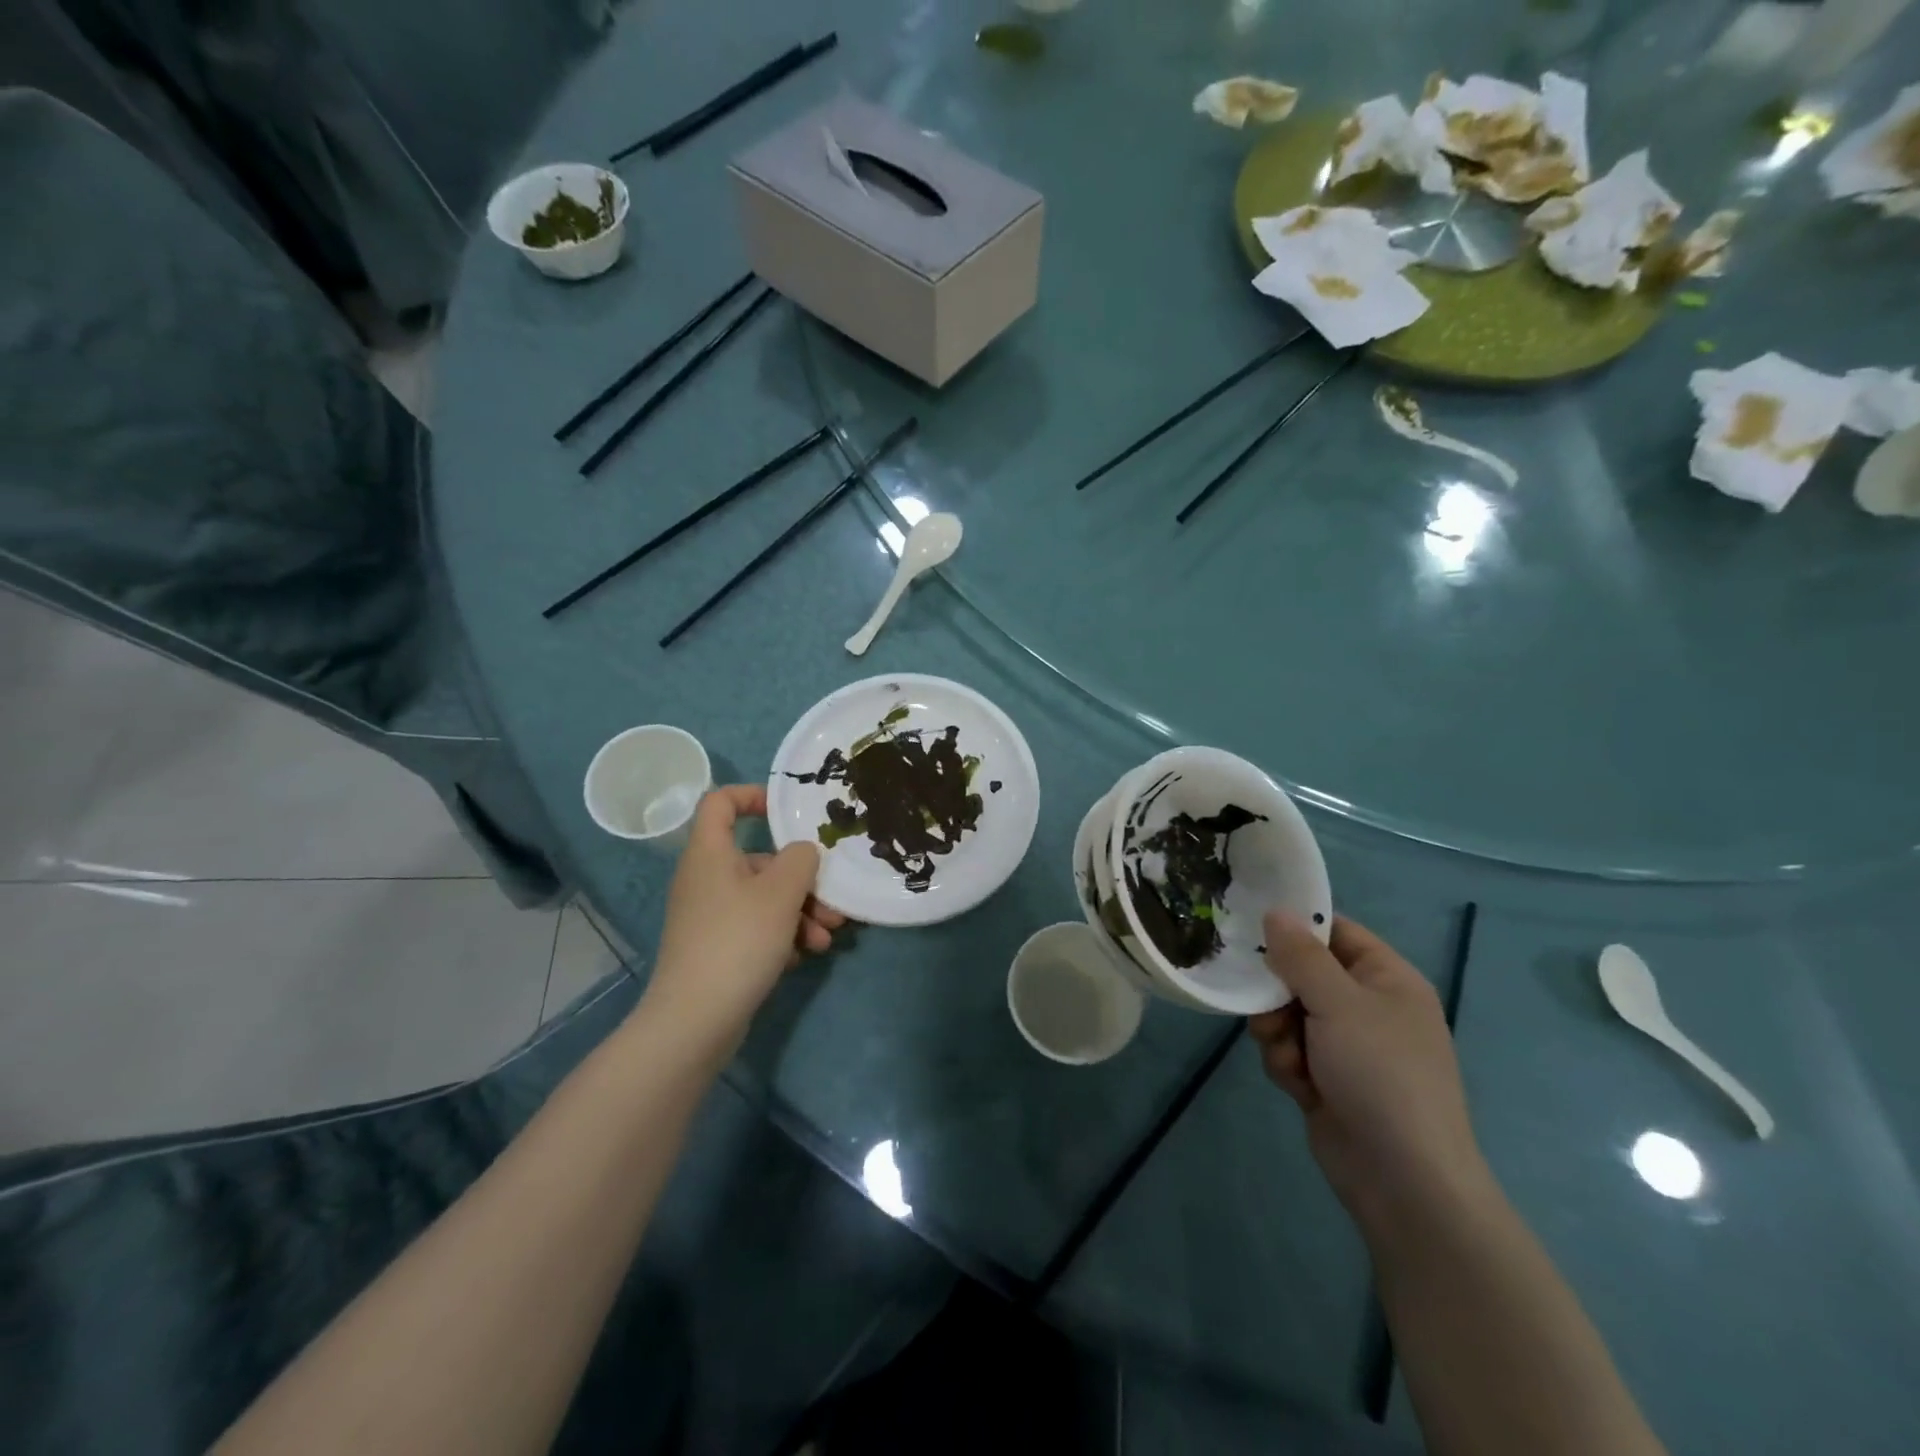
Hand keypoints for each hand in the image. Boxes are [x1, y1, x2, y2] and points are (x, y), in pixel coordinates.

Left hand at [645, 786, 847, 1037]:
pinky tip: (802, 957)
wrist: (695, 1021)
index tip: (787, 811)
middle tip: (833, 903)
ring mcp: (710, 916)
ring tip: (827, 938)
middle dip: (802, 880)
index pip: (720, 802)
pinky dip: (782, 936)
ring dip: (801, 913)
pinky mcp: (716, 948)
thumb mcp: (781, 893)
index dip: (753, 796)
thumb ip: (800, 860)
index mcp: (710, 853)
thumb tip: (802, 852)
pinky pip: (755, 928)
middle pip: (758, 860)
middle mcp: (706, 879)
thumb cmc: (738, 941)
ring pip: (764, 898)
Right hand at [1248, 914, 1492, 1236]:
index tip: (1252, 930)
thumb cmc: (1380, 1074)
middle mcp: (1367, 1006)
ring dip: (1277, 1033)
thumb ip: (1301, 955)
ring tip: (1288, 1057)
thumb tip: (1276, 911)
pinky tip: (1298, 1087)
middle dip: (1277, 994)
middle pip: (1301, 974)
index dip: (1295, 928)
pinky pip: (1288, 1049)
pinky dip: (1285, 1064)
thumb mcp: (1338, 1003)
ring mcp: (1347, 1045)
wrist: (1403, 1179)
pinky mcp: (1326, 1078)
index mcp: (1386, 978)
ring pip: (1287, 1014)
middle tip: (1267, 1010)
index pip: (1334, 932)